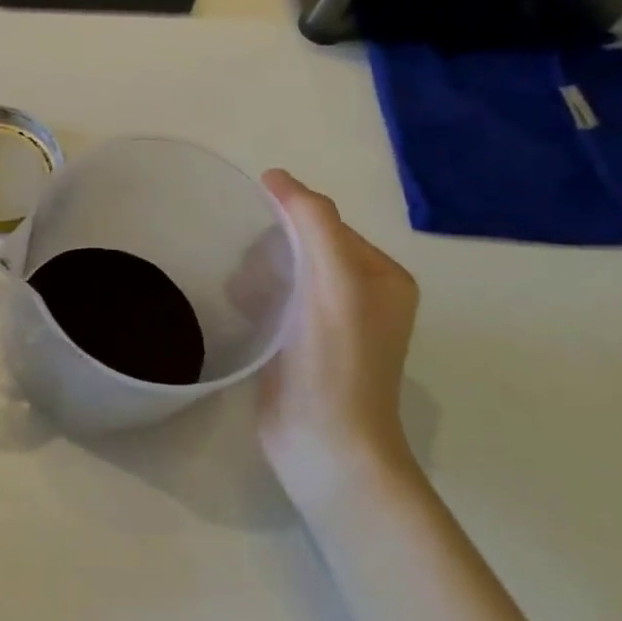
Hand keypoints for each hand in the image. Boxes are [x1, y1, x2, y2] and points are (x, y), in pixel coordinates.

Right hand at [258, 170, 421, 513]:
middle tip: (246, 269)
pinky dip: (254, 299)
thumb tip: (275, 176)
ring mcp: (331, 327)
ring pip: (286, 275)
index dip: (289, 217)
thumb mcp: (335, 280)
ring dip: (258, 273)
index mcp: (383, 278)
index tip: (250, 226)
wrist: (324, 445)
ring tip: (239, 292)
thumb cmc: (335, 360)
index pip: (328, 224)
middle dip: (271, 248)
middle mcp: (363, 298)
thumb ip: (313, 221)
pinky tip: (238, 311)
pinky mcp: (300, 349)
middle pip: (305, 247)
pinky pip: (275, 304)